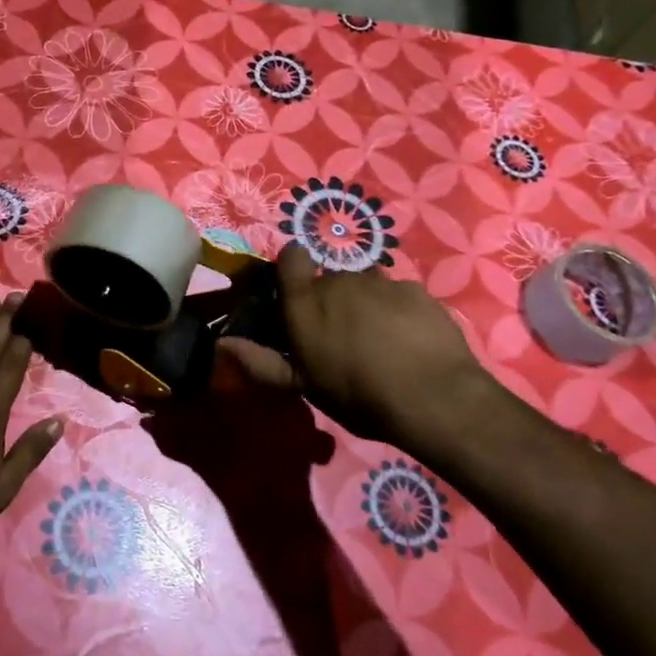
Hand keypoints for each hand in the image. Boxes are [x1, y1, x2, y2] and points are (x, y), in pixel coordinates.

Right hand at [219, 245, 497, 457]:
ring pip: (366, 285)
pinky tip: (409, 340)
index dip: (293, 268)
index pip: (292, 258)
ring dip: (366, 303)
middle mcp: (340, 281)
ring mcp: (382, 282)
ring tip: (378, 339)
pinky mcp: (416, 290)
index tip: (297, 292)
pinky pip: (399, 294)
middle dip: (333, 299)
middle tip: (342, 335)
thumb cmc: (357, 395)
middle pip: (331, 278)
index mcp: (306, 301)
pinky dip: (399, 311)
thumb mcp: (303, 386)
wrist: (434, 398)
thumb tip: (222, 344)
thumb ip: (261, 362)